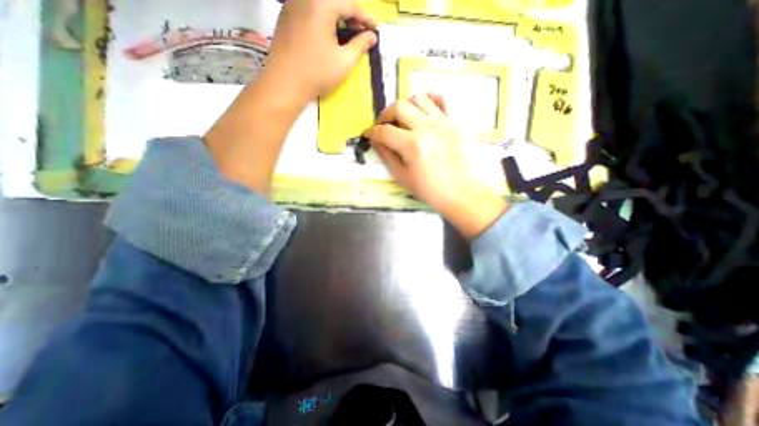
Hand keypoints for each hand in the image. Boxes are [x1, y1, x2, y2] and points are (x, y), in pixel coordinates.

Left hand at [262, 0, 376, 102]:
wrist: (285, 83)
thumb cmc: (318, 73)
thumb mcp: (344, 61)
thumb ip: (360, 45)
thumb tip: (372, 36)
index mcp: (322, 5)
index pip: (350, 5)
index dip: (365, 18)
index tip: (375, 29)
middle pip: (334, 2)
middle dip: (351, 16)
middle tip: (362, 32)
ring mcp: (292, 5)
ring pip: (320, 5)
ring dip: (336, 17)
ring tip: (346, 33)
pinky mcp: (285, 16)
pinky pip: (308, 10)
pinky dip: (322, 18)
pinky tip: (327, 34)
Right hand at [364, 93, 505, 238]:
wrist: (457, 191)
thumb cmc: (428, 188)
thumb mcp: (402, 176)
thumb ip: (387, 155)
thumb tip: (376, 140)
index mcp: (412, 144)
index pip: (385, 131)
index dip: (372, 132)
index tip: (368, 135)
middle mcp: (426, 127)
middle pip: (399, 107)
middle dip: (385, 114)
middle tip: (384, 125)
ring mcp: (442, 122)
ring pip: (418, 98)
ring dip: (405, 106)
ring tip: (402, 118)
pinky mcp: (453, 122)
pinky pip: (441, 99)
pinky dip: (430, 99)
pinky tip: (423, 110)